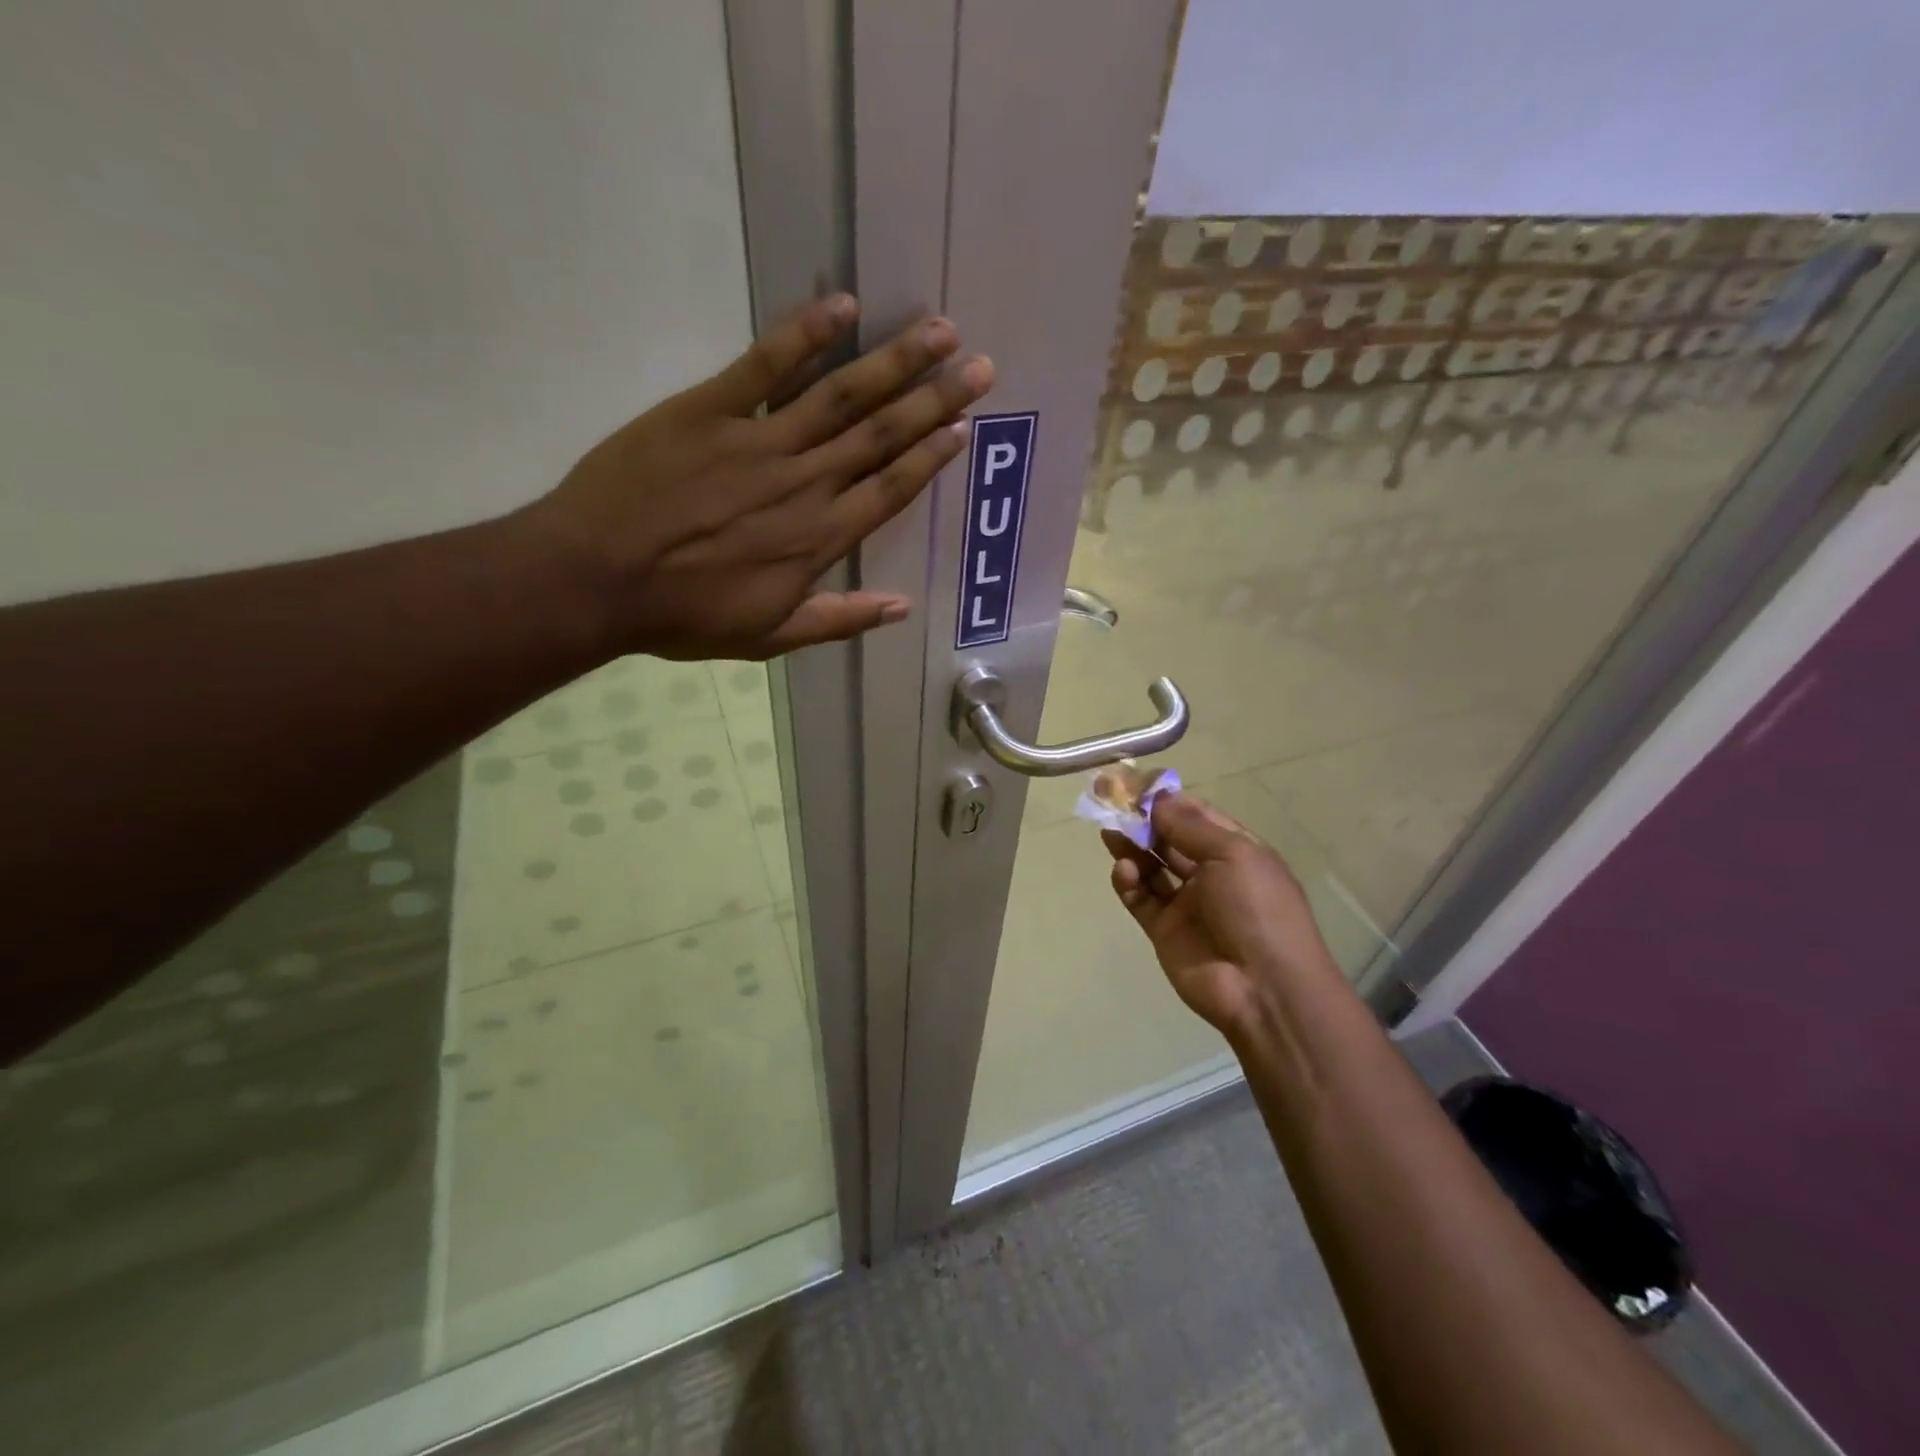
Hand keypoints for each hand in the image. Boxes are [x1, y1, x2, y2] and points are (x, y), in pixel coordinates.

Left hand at [521, 294, 992, 659]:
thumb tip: (901, 607)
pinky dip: (804, 333)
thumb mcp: (769, 638)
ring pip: (840, 394)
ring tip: (939, 331)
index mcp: (818, 539)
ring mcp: (758, 441)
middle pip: (881, 435)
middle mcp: (804, 483)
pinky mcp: (709, 409)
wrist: (595, 579)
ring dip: (894, 360)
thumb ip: (838, 620)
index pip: (890, 490)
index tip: (963, 427)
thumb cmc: (684, 616)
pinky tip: (842, 305)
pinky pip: (765, 365)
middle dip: (935, 399)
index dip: (930, 457)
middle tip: (979, 366)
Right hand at [1102, 793, 1341, 1036]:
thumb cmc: (1257, 909)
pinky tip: (1123, 871)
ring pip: (1151, 866)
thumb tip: (1158, 798)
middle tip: (1112, 804)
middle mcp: (1210, 873)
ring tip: (1109, 833)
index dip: (1168, 800)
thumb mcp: (1233, 855)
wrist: (1263, 988)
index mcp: (1236, 851)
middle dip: (1143, 821)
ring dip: (1131, 848)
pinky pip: (1140, 898)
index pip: (1197, 816)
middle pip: (1169, 839)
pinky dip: (1128, 882)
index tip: (1137, 785)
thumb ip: (1190, 826)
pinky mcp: (1164, 930)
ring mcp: (1186, 903)